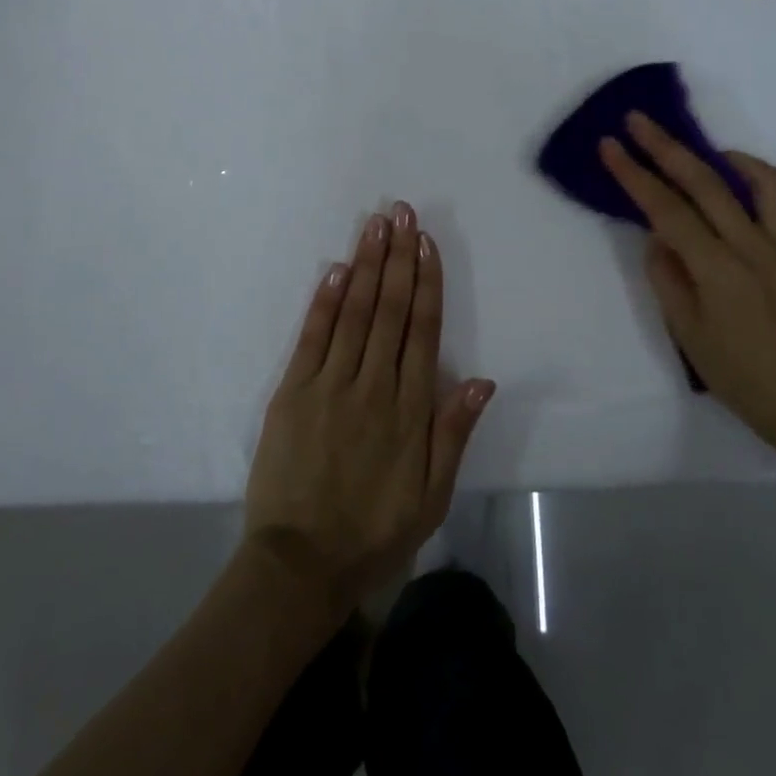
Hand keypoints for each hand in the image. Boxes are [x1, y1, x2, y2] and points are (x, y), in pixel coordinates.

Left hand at [244, 203, 495, 610]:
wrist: (301, 564)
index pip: (423, 330)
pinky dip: (326, 301)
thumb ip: (453, 433)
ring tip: (375, 225)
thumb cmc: (374, 530)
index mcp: (410, 409)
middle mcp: (373, 385)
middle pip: (390, 310)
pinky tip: (337, 269)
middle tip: (401, 212)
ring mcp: (330, 385)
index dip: (427, 282)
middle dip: (398, 258)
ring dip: (367, 265)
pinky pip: (312, 338)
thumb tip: (482, 380)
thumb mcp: (432, 496)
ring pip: (355, 313)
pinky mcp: (293, 392)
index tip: (426, 242)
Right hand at [598, 112, 775, 458]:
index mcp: (718, 270)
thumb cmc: (740, 375)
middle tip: (639, 120)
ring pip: (762, 180)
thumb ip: (667, 277)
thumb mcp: (687, 333)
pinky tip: (748, 195)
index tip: (610, 145)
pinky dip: (766, 187)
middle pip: (706, 181)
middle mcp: (755, 247)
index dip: (634, 174)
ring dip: (727, 157)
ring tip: (706, 153)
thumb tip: (657, 236)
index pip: (666, 209)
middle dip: (666, 146)